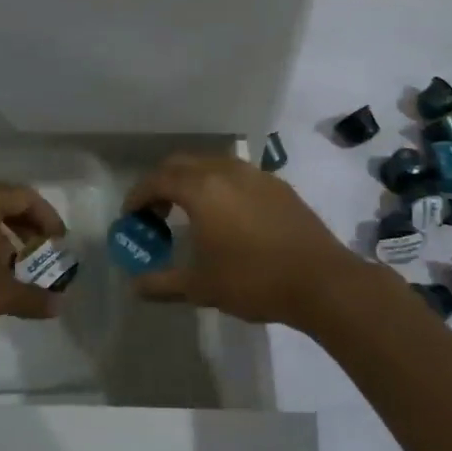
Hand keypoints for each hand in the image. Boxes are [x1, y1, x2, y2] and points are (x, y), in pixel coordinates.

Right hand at [122, 153, 360, 324]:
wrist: (321, 281)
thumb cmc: (253, 281)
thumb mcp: (201, 287)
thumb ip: (162, 283)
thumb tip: (135, 287)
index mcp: (202, 189)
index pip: (158, 180)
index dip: (138, 196)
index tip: (130, 216)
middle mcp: (227, 171)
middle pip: (182, 163)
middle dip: (162, 183)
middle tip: (156, 213)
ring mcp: (256, 175)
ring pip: (213, 164)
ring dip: (192, 182)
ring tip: (189, 213)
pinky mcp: (279, 186)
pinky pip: (238, 175)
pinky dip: (220, 186)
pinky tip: (227, 216)